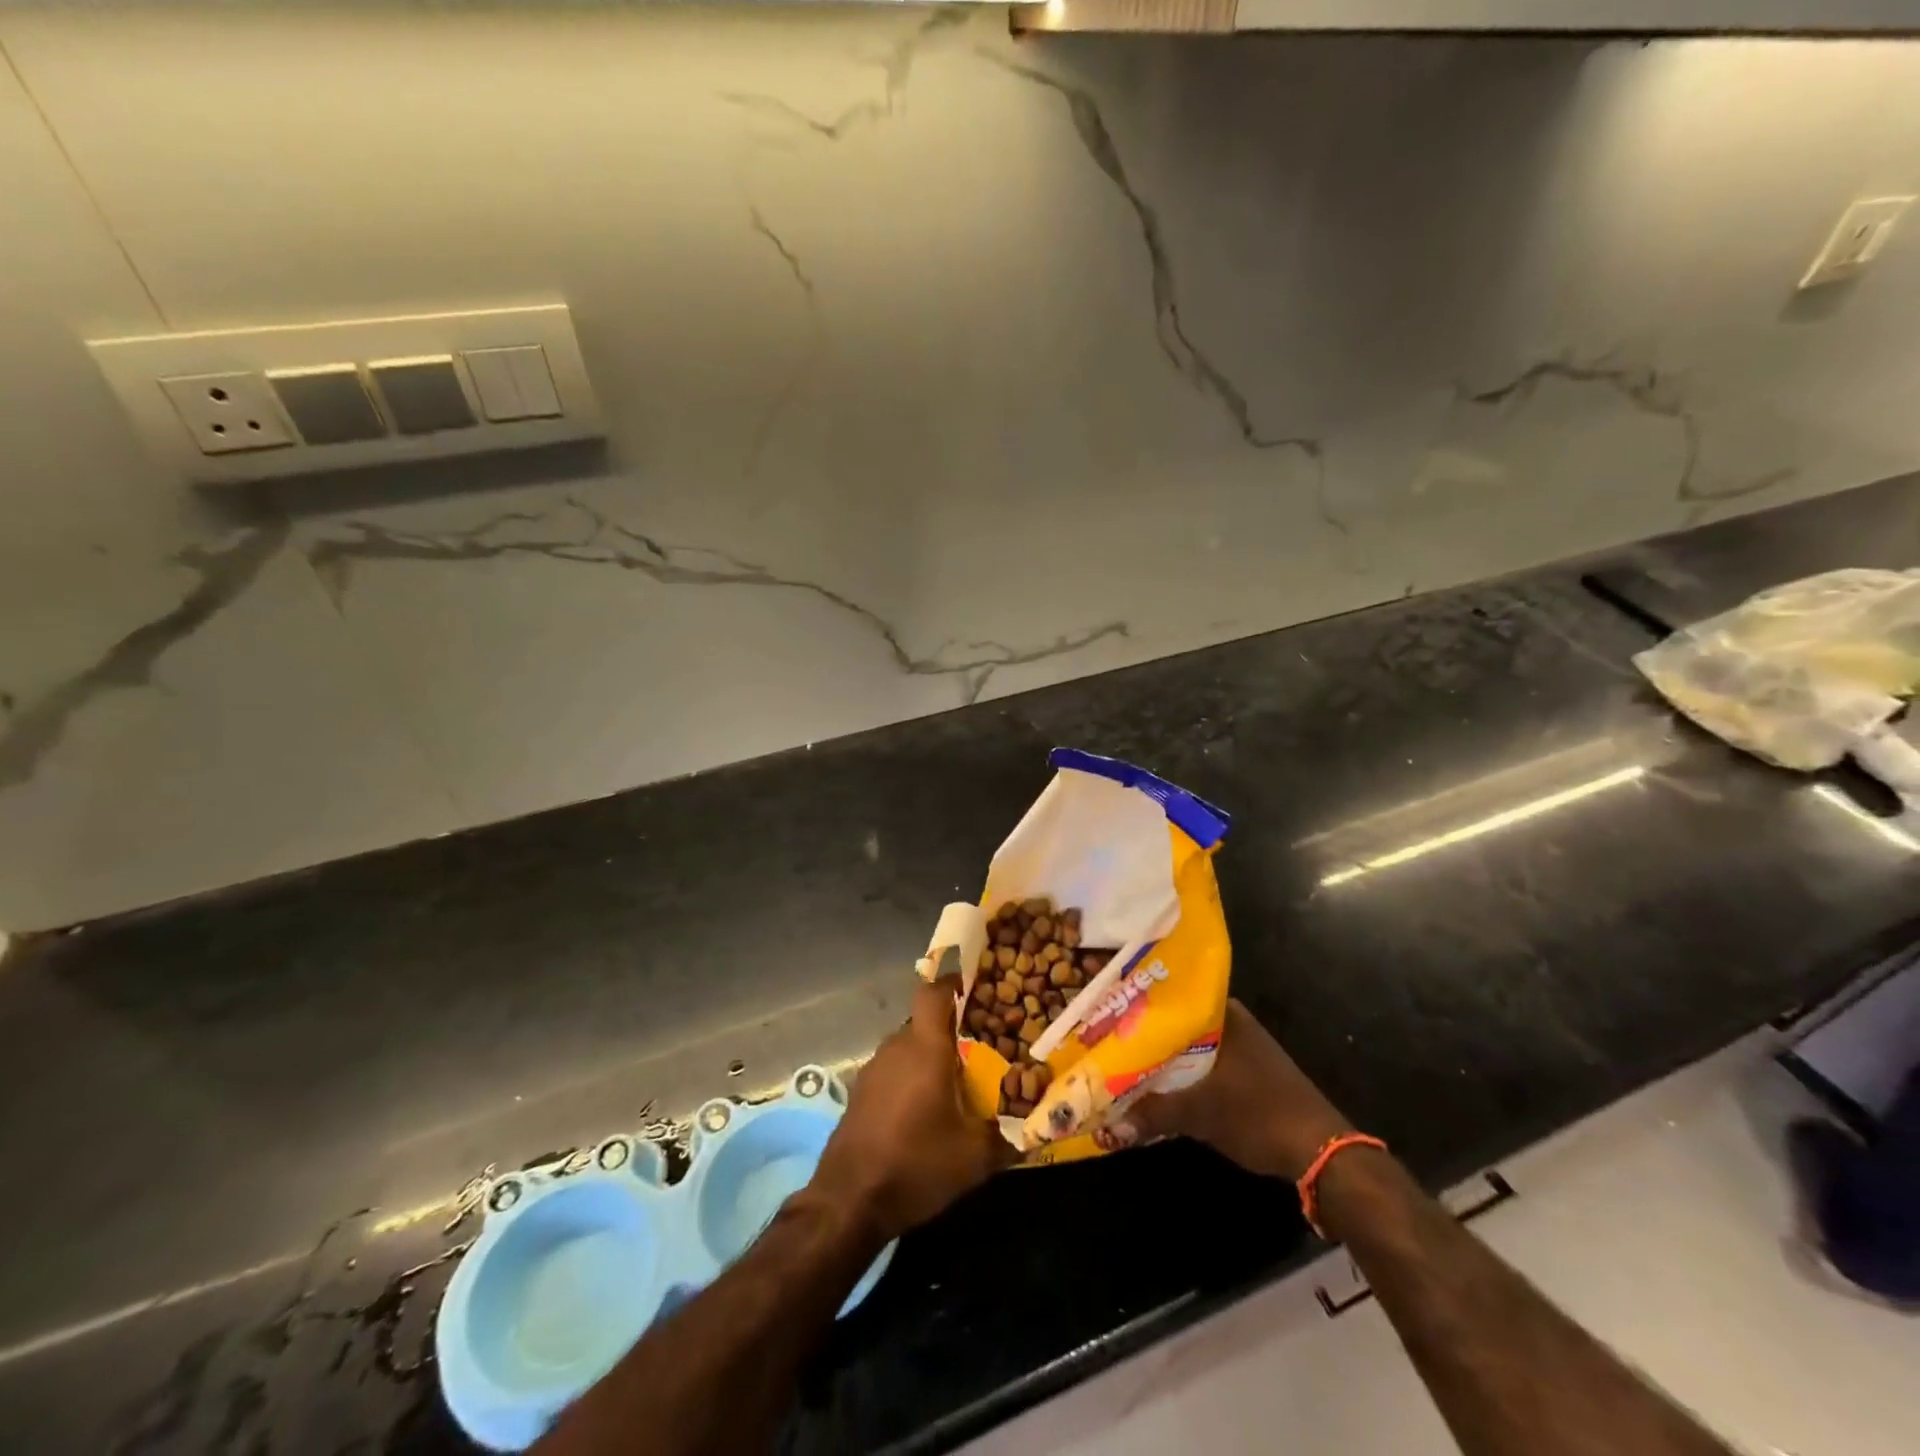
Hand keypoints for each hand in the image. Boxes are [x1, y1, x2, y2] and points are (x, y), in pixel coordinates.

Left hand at [807, 974, 1013, 1241]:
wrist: (849, 1200)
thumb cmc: (917, 1163)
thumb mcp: (974, 1157)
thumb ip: (1007, 1137)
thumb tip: (1032, 1130)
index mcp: (925, 1048)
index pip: (934, 993)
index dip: (952, 983)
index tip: (972, 986)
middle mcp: (897, 1047)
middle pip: (924, 1022)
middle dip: (950, 1030)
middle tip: (979, 1047)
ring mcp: (873, 1069)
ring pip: (908, 1047)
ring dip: (929, 1056)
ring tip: (956, 1081)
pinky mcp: (860, 1092)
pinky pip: (893, 1069)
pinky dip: (910, 1077)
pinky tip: (923, 1109)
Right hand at [1118, 999, 1351, 1180]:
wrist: (1321, 1152)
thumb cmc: (1259, 1114)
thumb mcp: (1200, 1113)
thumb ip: (1153, 1114)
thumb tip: (1107, 1127)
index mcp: (1222, 1013)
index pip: (1168, 995)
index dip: (1134, 1003)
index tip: (1103, 1008)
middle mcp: (1231, 1021)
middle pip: (1174, 1022)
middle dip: (1141, 1033)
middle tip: (1102, 1037)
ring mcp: (1240, 1047)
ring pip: (1187, 1045)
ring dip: (1159, 1056)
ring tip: (1118, 1060)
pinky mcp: (1245, 1073)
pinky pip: (1200, 1064)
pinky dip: (1178, 1073)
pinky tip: (1153, 1085)